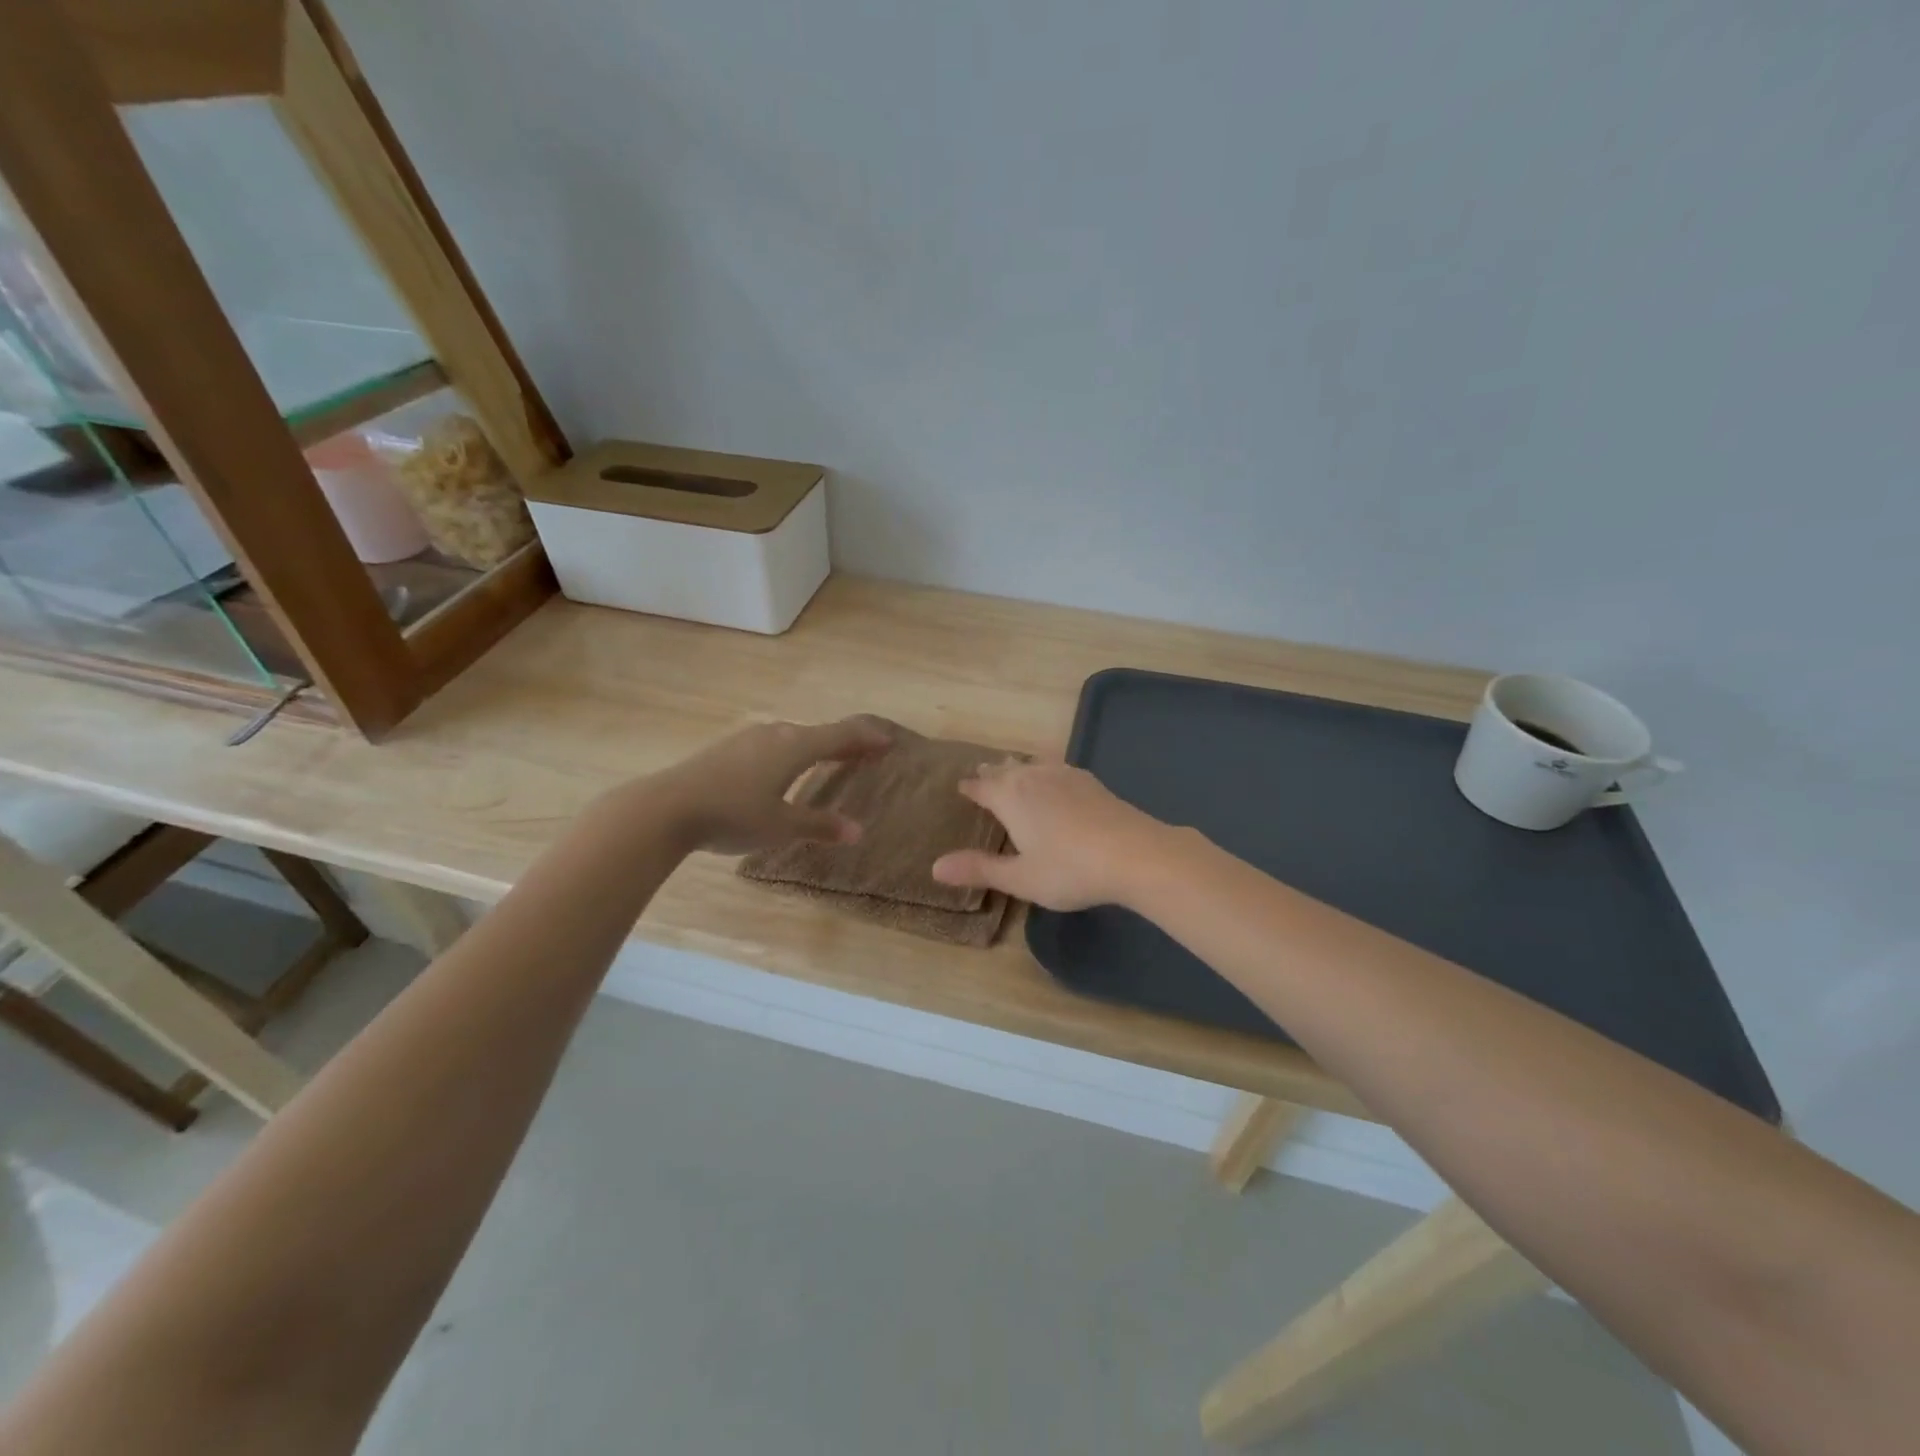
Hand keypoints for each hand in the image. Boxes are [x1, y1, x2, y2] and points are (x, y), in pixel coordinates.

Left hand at [645, 715, 891, 854]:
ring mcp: (749, 739)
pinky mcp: (728, 749)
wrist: (667, 807)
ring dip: (817, 747)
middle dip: (846, 743)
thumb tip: (857, 831)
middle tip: (865, 754)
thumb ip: (820, 825)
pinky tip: (785, 769)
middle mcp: (777, 734)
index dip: (868, 737)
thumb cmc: (734, 814)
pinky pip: (774, 745)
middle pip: (820, 733)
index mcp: (796, 746)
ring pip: (795, 738)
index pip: (843, 734)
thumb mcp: (782, 826)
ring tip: (830, 760)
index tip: (889, 740)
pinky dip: (793, 752)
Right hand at [930, 761, 1168, 910]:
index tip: (960, 787)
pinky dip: (1045, 770)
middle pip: (1006, 769)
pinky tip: (1055, 777)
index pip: (981, 787)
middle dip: (993, 773)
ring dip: (1019, 767)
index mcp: (1010, 798)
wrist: (1134, 853)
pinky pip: (1057, 767)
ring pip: (1033, 764)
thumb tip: (935, 866)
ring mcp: (1065, 775)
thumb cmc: (1069, 869)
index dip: (969, 788)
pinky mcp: (1091, 781)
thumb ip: (979, 869)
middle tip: (983, 774)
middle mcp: (1033, 778)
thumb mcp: (1020, 878)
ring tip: (1014, 769)